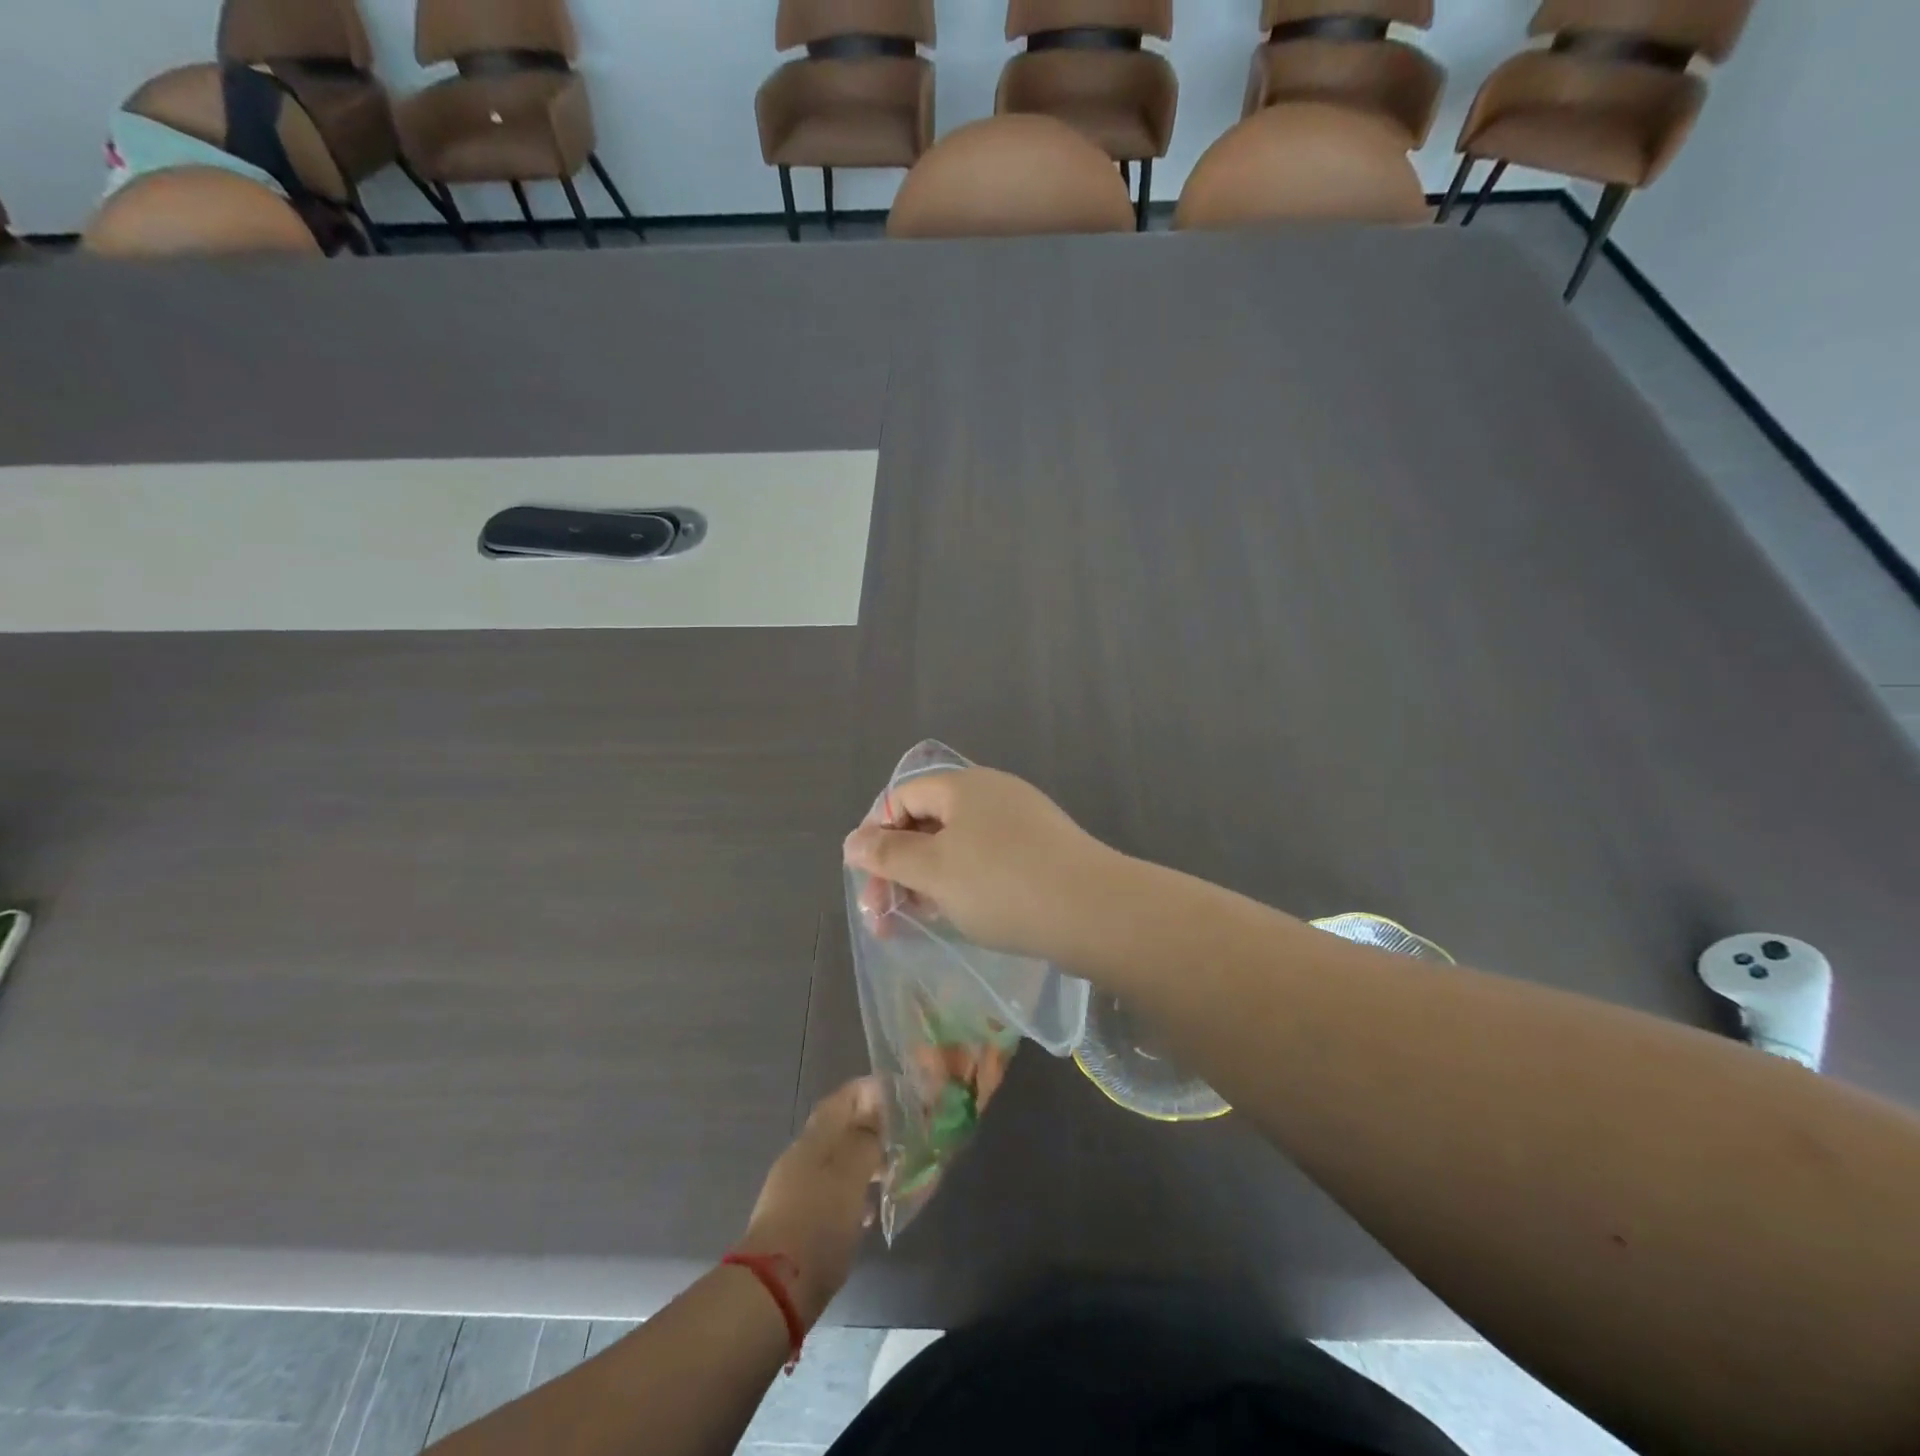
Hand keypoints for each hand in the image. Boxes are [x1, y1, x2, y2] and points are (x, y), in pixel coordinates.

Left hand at [735, 1078, 883, 1327]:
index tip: (903, 1098)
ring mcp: (796, 1188)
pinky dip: (852, 1194)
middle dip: (873, 1129)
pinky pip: (831, 1193)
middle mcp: (803, 1155)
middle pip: (842, 1128)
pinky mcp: (797, 1220)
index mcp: (816, 1137)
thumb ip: (867, 1139)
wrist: (774, 1290)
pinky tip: (868, 1213)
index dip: (873, 1091)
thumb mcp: (852, 1175)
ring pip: (838, 1161)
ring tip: (893, 1175)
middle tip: (906, 1139)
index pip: (846, 1096)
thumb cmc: (819, 1223)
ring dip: (865, 1163)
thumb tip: (879, 1114)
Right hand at [842, 766, 1120, 963]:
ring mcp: (1023, 821)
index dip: (876, 834)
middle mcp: (993, 793)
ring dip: (930, 879)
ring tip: (921, 919)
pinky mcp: (1043, 850)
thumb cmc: (1001, 885)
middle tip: (887, 914)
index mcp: (963, 786)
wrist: (1095, 912)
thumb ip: (887, 854)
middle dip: (900, 865)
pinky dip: (965, 883)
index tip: (869, 881)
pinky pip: (989, 859)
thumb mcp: (933, 871)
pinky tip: (964, 915)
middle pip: (929, 820)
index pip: (902, 796)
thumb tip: (852, 841)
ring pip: (958, 844)